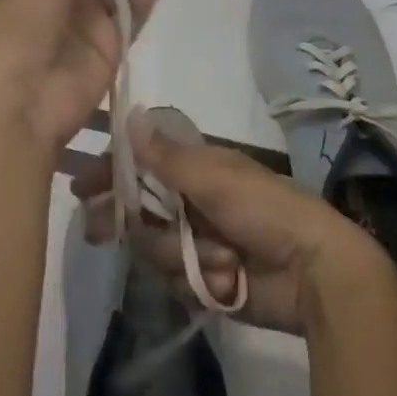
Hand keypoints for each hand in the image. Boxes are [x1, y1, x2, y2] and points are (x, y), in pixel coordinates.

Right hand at [73, 117, 387, 334]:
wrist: (314, 271)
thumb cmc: (265, 209)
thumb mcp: (215, 177)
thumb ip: (167, 156)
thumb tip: (129, 115)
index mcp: (198, 169)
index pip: (143, 165)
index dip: (112, 172)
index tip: (82, 185)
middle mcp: (194, 202)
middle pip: (141, 210)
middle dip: (125, 220)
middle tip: (98, 230)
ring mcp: (200, 242)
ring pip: (156, 248)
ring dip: (180, 254)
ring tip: (219, 256)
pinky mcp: (207, 280)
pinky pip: (177, 279)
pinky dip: (199, 279)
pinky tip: (226, 278)